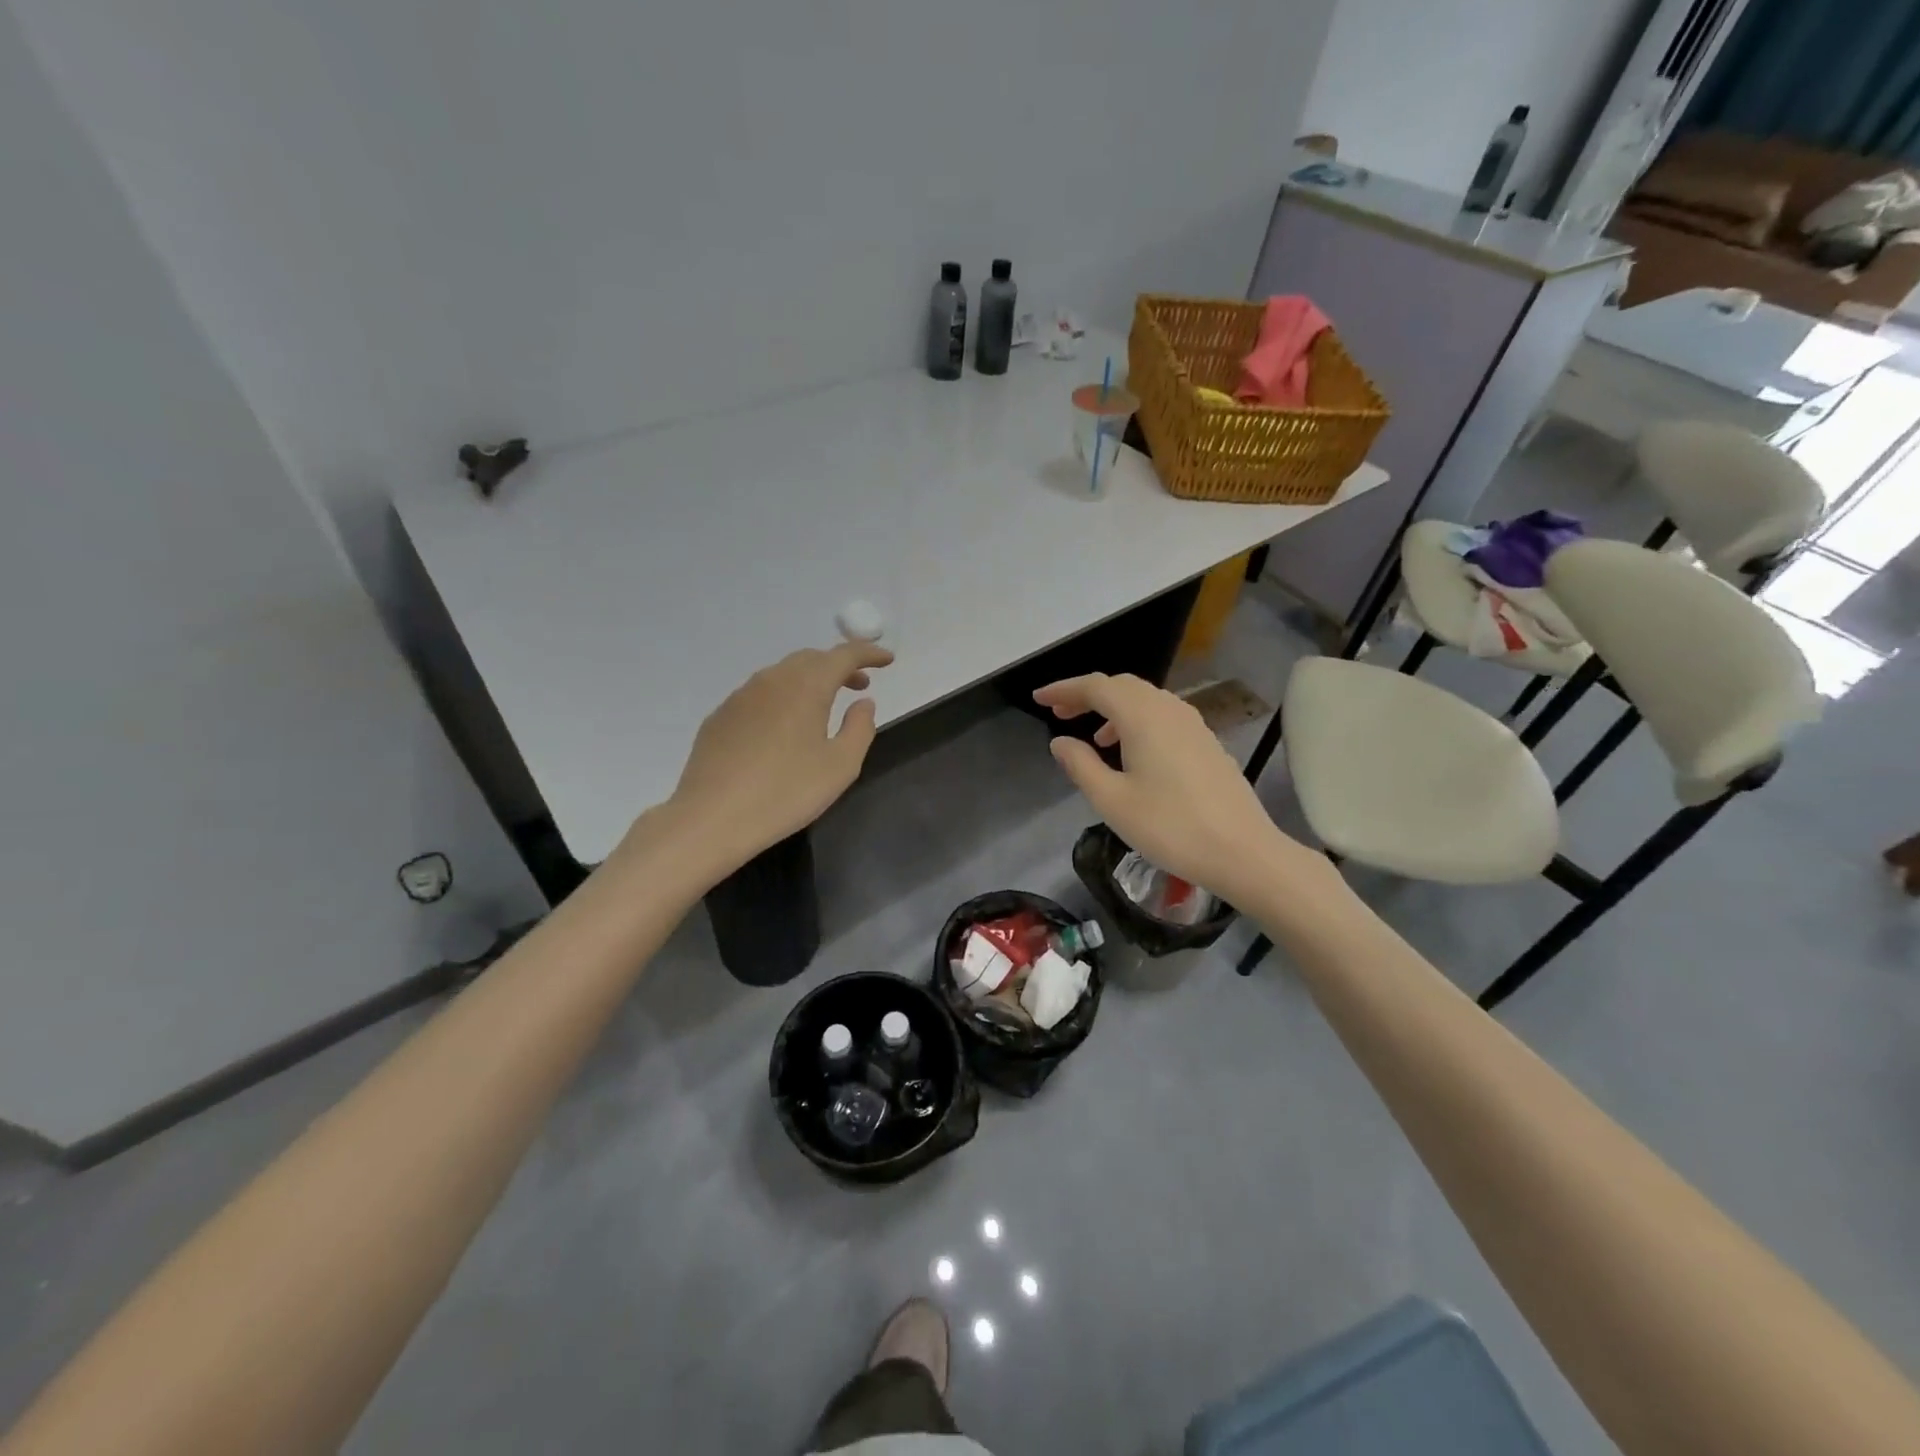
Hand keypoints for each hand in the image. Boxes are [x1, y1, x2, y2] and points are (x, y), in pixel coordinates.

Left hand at [660, 642, 893, 879]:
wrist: (711, 818)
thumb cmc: (786, 792)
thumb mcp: (840, 766)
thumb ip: (860, 728)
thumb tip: (863, 703)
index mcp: (806, 686)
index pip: (843, 655)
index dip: (868, 653)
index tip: (887, 659)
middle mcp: (772, 680)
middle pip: (811, 659)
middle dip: (839, 666)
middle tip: (859, 684)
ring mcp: (741, 696)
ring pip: (783, 674)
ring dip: (809, 680)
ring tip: (824, 705)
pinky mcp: (721, 716)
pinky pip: (760, 694)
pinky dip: (783, 697)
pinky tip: (784, 727)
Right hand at [1034, 672, 1302, 905]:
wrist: (1242, 851)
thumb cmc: (1169, 826)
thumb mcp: (1112, 800)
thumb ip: (1081, 765)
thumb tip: (1060, 741)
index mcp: (1142, 716)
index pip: (1096, 687)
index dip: (1064, 689)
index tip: (1038, 699)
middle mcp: (1169, 709)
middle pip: (1122, 686)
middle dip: (1087, 695)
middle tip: (1060, 712)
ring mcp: (1193, 724)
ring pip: (1145, 700)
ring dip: (1114, 709)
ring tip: (1094, 738)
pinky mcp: (1207, 742)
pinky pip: (1163, 716)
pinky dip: (1137, 721)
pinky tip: (1132, 754)